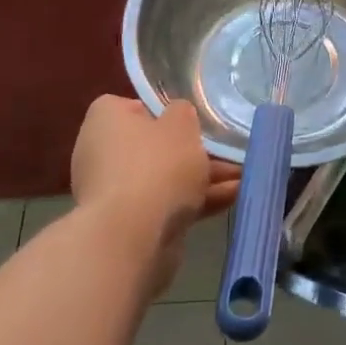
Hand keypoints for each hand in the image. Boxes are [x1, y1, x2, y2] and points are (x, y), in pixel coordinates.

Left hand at [72, 97, 241, 258]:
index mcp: (105, 121)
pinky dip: (196, 201)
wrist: (133, 237)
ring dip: (202, 177)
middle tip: (227, 152)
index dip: (163, 112)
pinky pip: (167, 204)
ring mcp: (114, 192)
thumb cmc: (155, 166)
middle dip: (193, 151)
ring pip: (165, 177)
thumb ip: (182, 113)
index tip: (189, 121)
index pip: (132, 107)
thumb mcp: (181, 124)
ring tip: (243, 177)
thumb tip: (177, 115)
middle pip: (154, 146)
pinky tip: (232, 199)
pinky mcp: (130, 224)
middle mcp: (102, 154)